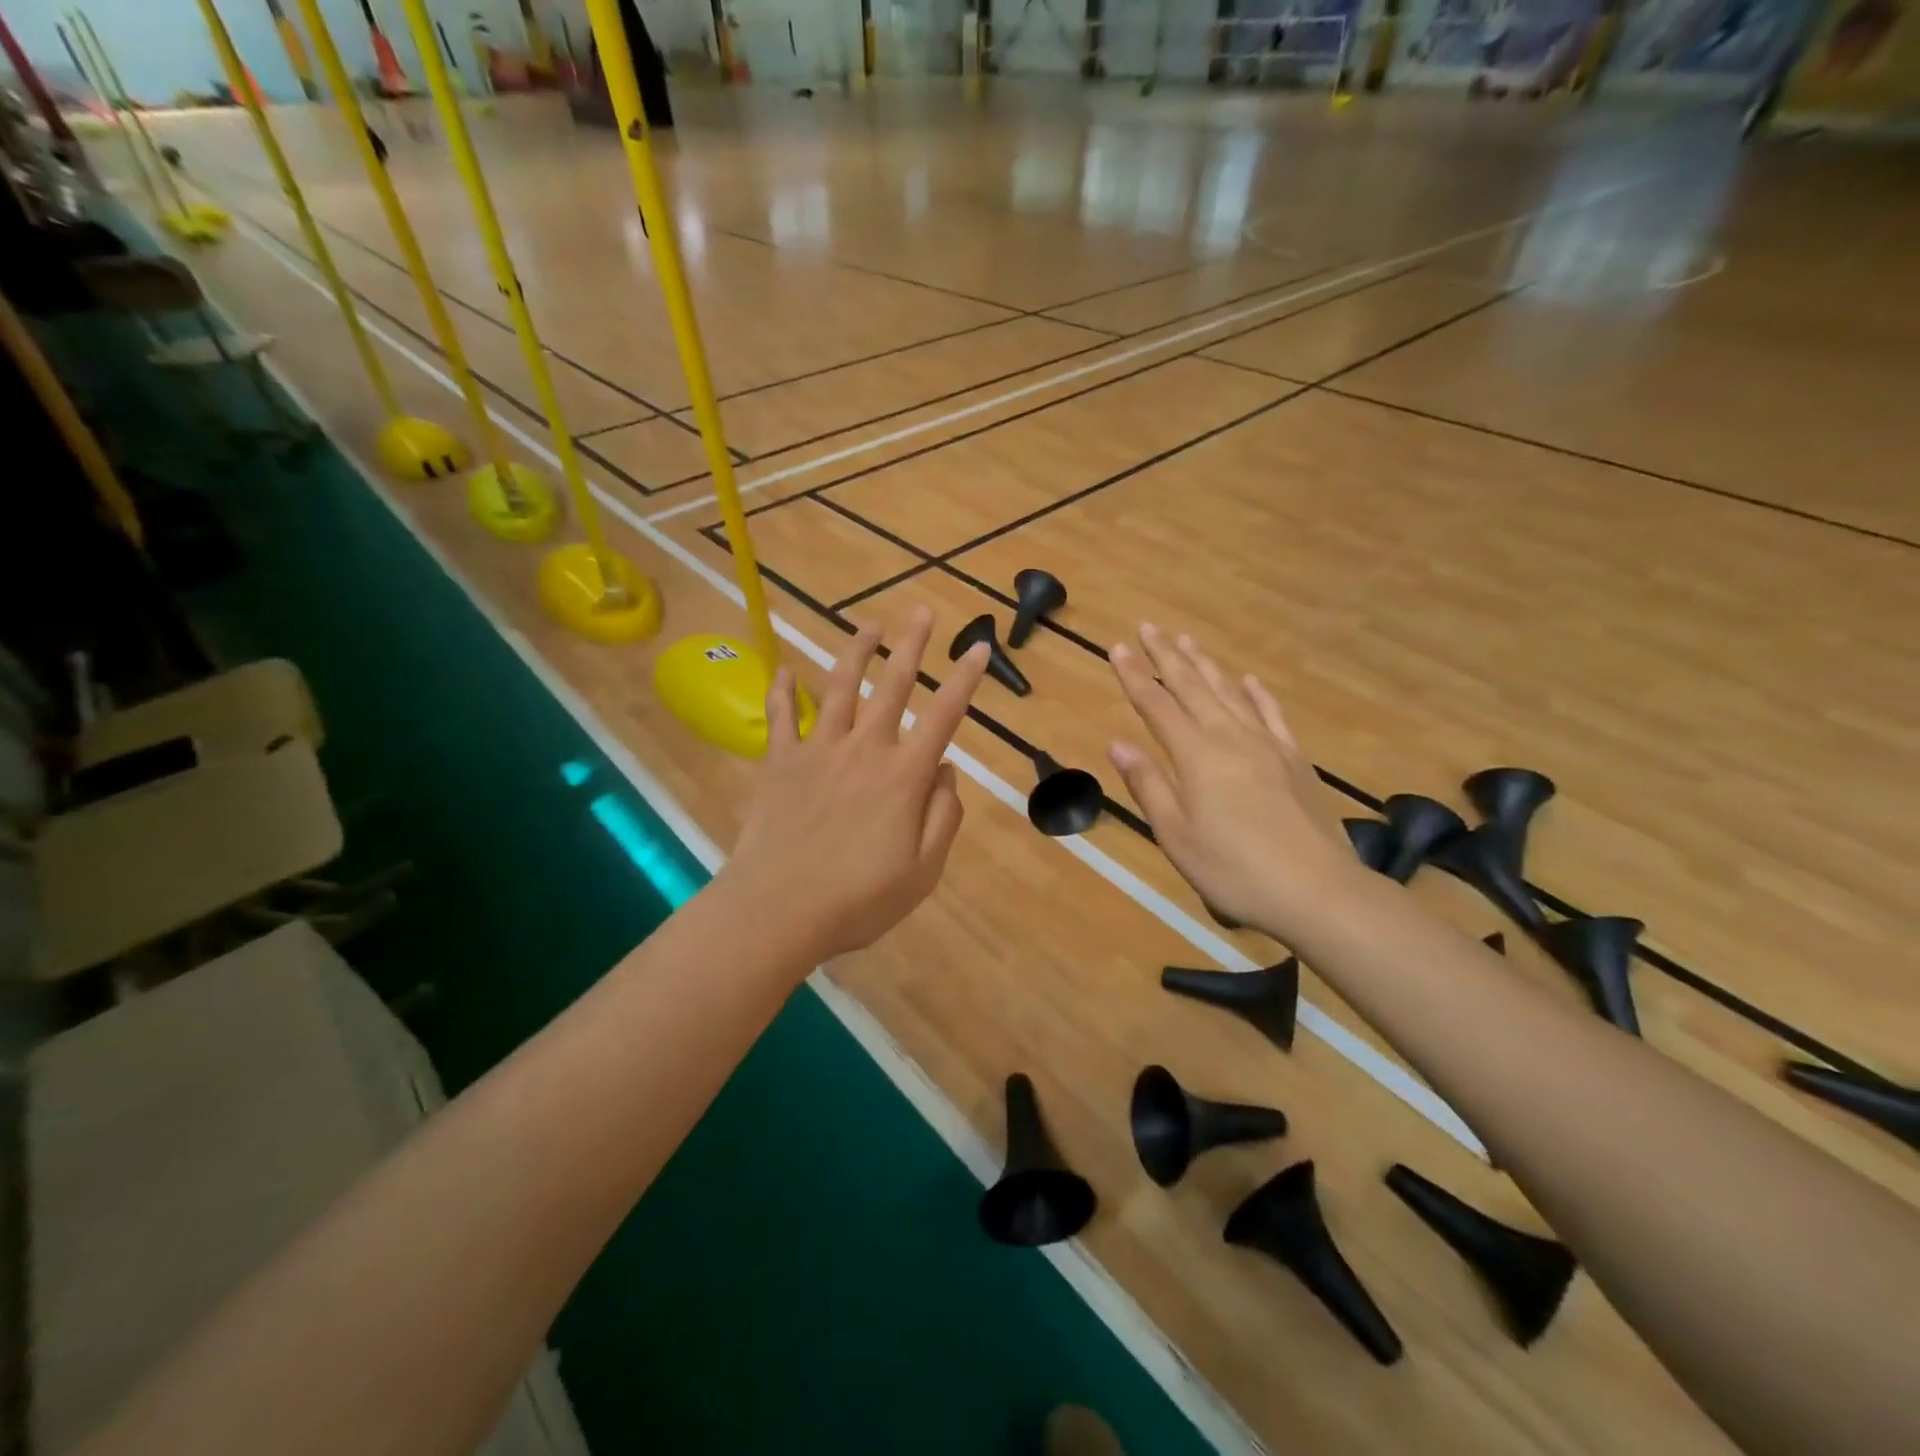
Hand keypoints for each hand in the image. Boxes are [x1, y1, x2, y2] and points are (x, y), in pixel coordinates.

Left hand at [725, 607, 989, 962]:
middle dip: (911, 646)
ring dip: (855, 653)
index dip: (964, 680)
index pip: (944, 716)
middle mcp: (864, 750)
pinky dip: (782, 692)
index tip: (978, 647)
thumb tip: (945, 771)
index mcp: (904, 776)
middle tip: (920, 610)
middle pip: (892, 686)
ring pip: (839, 689)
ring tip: (868, 626)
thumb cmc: (859, 899)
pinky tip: (783, 670)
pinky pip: (781, 718)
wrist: (779, 910)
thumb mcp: (923, 871)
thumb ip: (943, 816)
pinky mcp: (779, 763)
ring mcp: (818, 751)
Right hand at [1107, 624, 1355, 940]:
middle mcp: (1229, 737)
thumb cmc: (1234, 868)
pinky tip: (1249, 680)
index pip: (1156, 705)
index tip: (1119, 647)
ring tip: (1187, 640)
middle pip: (1192, 686)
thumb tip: (1118, 743)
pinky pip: (1272, 714)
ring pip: (1230, 691)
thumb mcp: (1176, 835)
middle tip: (1149, 627)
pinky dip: (1257, 693)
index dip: (1135, 675)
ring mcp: (1267, 744)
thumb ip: (1148, 784)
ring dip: (1205, 664)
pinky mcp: (1295, 759)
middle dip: (1166, 655)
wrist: (1317, 889)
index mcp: (1196, 755)